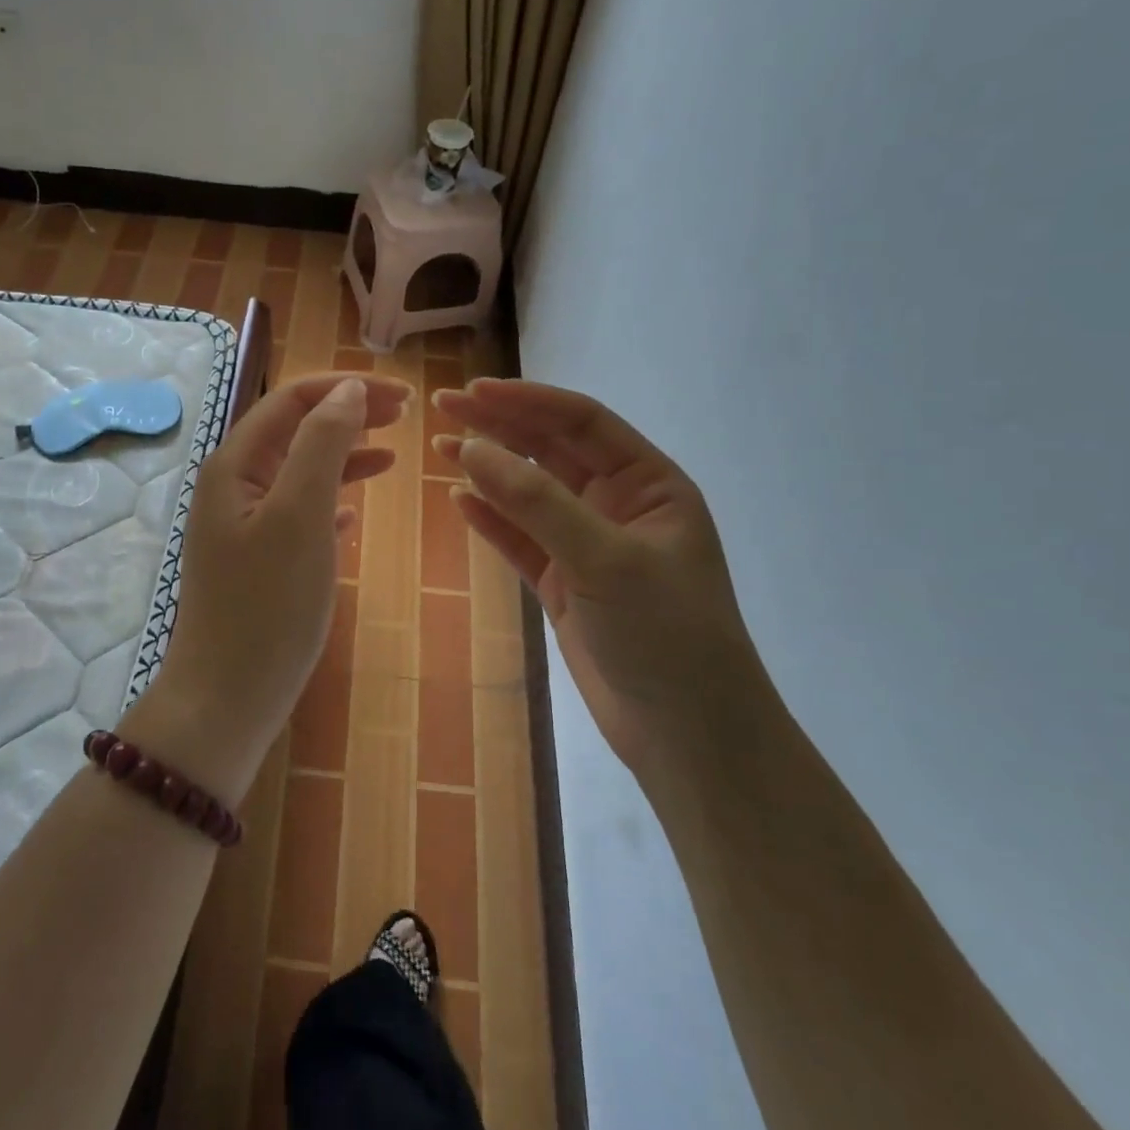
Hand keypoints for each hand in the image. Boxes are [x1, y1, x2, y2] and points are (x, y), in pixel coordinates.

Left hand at [153, 373, 410, 780]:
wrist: (227, 698)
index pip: (292, 400)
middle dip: (348, 414)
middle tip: (404, 414)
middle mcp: (233, 485)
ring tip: (393, 454)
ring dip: (345, 455)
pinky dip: (331, 500)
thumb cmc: (267, 605)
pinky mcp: (259, 560)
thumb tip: (346, 389)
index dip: (346, 388)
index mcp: (234, 465)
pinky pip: (300, 512)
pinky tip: (356, 512)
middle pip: (296, 430)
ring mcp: (244, 524)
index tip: (402, 395)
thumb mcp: (299, 515)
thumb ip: (322, 445)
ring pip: (300, 471)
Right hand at [434, 379, 773, 777]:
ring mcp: (588, 546)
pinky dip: (491, 520)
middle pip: (551, 451)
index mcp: (649, 484)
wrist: (689, 737)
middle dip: (500, 427)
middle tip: (444, 408)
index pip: (582, 422)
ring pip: (530, 494)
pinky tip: (459, 500)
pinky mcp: (564, 584)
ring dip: (488, 470)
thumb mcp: (605, 559)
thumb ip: (538, 502)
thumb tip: (471, 448)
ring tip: (440, 448)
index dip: (526, 401)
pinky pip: (521, 540)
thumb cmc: (666, 635)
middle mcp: (618, 505)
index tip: (473, 392)